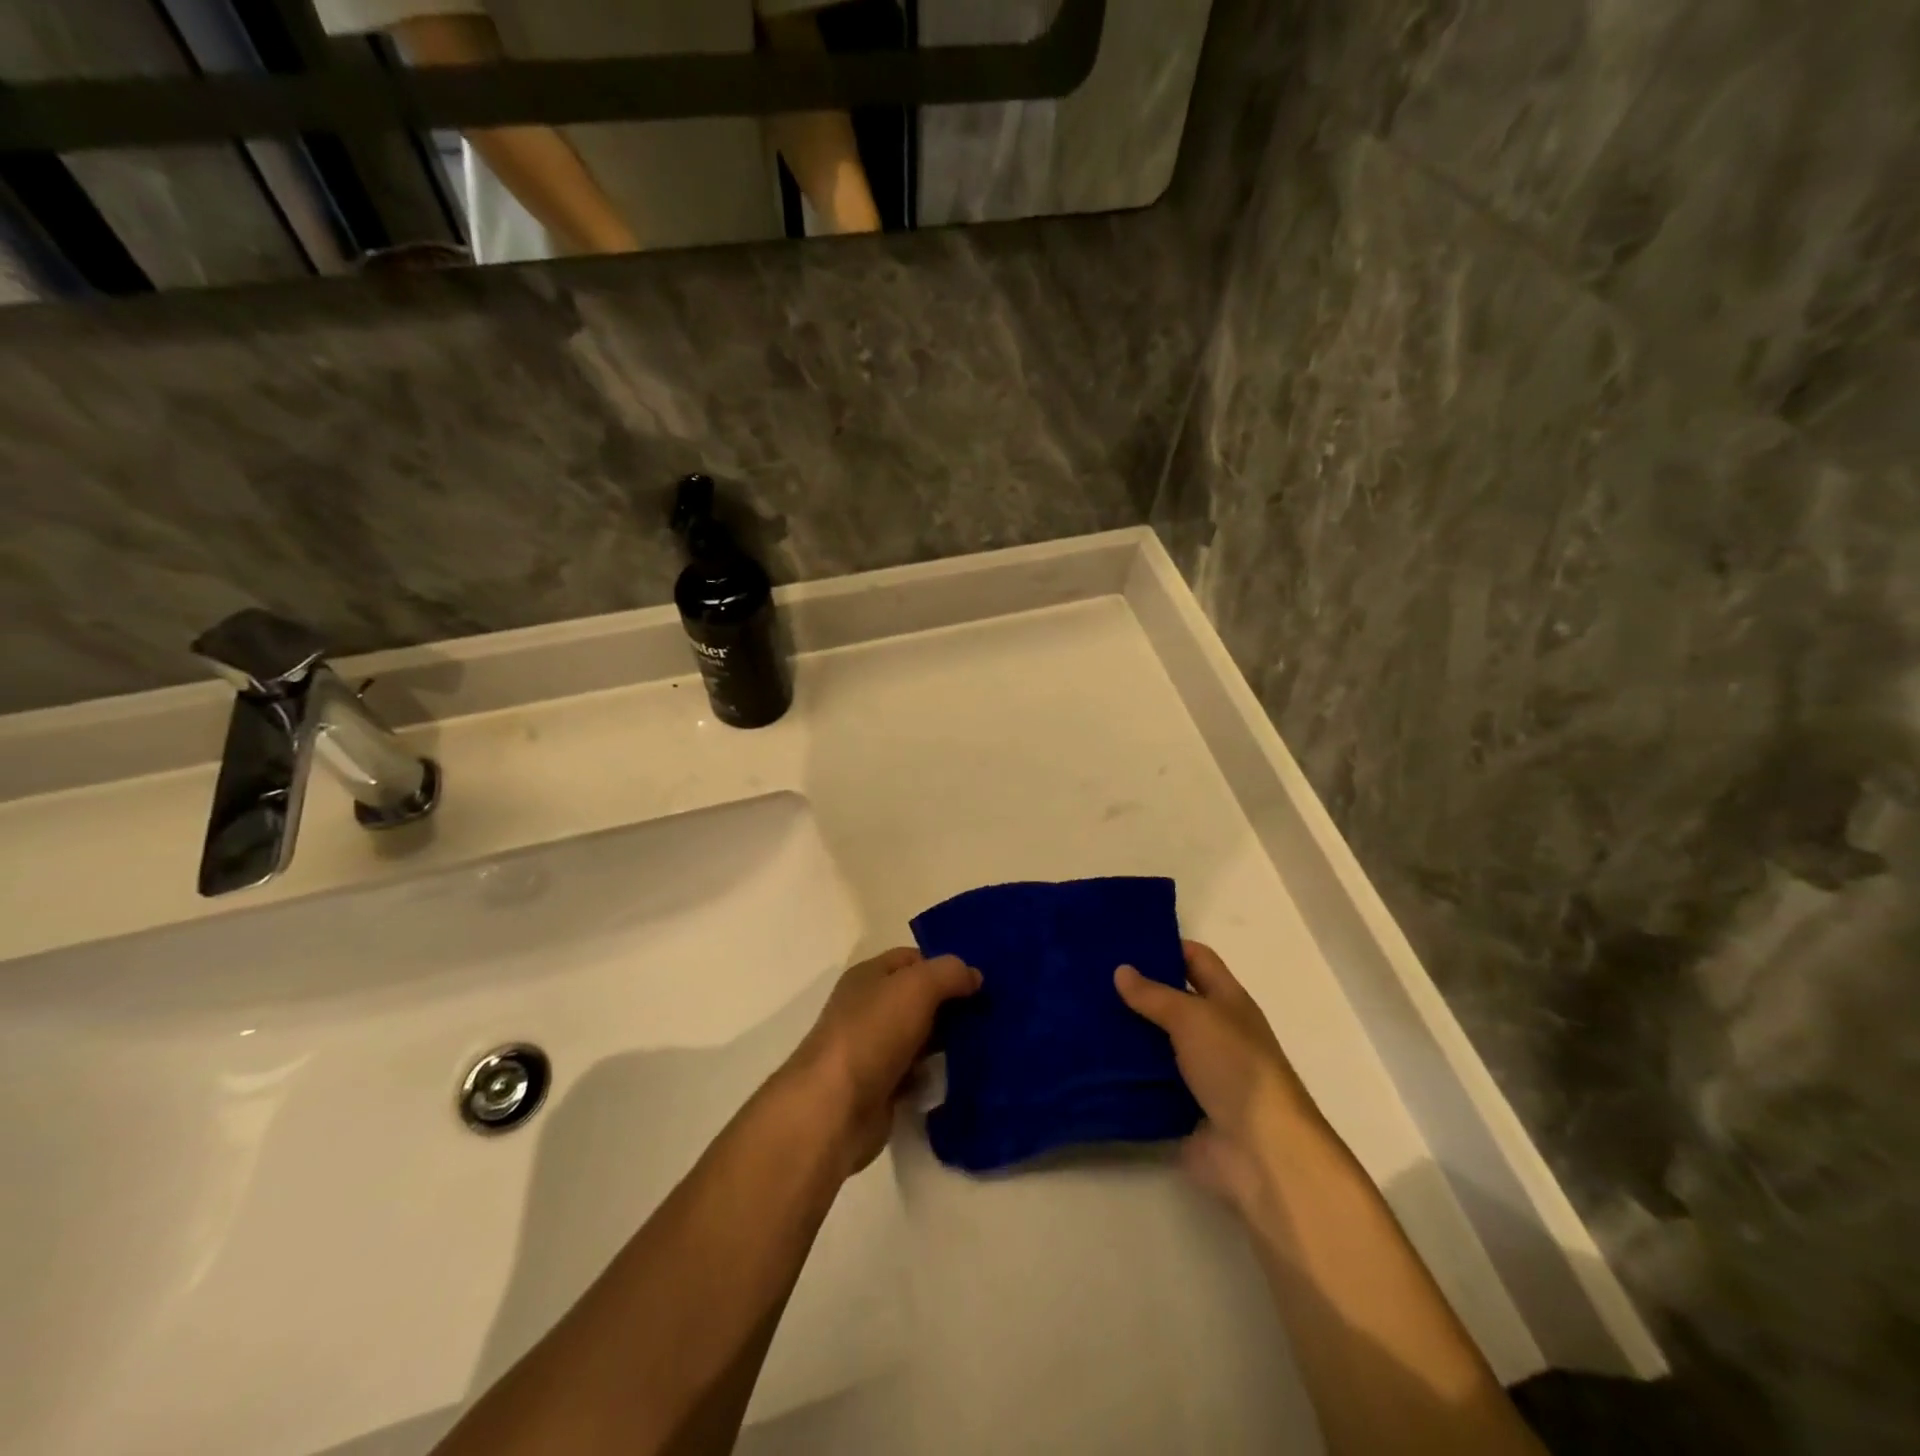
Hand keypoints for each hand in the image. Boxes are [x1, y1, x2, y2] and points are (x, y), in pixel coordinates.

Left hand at [785, 948, 980, 1174]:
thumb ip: (949, 973)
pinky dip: (936, 1073)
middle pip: (919, 998)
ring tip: (988, 1043)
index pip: (913, 959)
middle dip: (952, 1004)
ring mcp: (874, 1049)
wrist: (835, 1108)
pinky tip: (964, 1075)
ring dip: (949, 1040)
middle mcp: (869, 1008)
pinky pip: (918, 1073)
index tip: (980, 983)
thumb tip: (974, 976)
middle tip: (991, 1013)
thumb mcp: (917, 986)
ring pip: (921, 1036)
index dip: (945, 966)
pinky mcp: (882, 1087)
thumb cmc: (874, 1033)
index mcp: (870, 976)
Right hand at [1115, 941, 1332, 1215]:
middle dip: (1136, 990)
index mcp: (1227, 1001)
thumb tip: (1121, 970)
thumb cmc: (1235, 1067)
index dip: (1165, 945)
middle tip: (1089, 976)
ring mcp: (1199, 1072)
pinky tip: (1091, 1060)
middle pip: (1172, 1001)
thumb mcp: (1193, 1017)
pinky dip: (1124, 1075)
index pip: (1196, 959)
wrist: (1260, 1152)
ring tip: (1080, 1014)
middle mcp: (1214, 1032)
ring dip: (1126, 1033)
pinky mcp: (1182, 1108)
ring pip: (1156, 1043)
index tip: (1122, 939)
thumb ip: (1155, 994)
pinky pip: (1147, 1083)